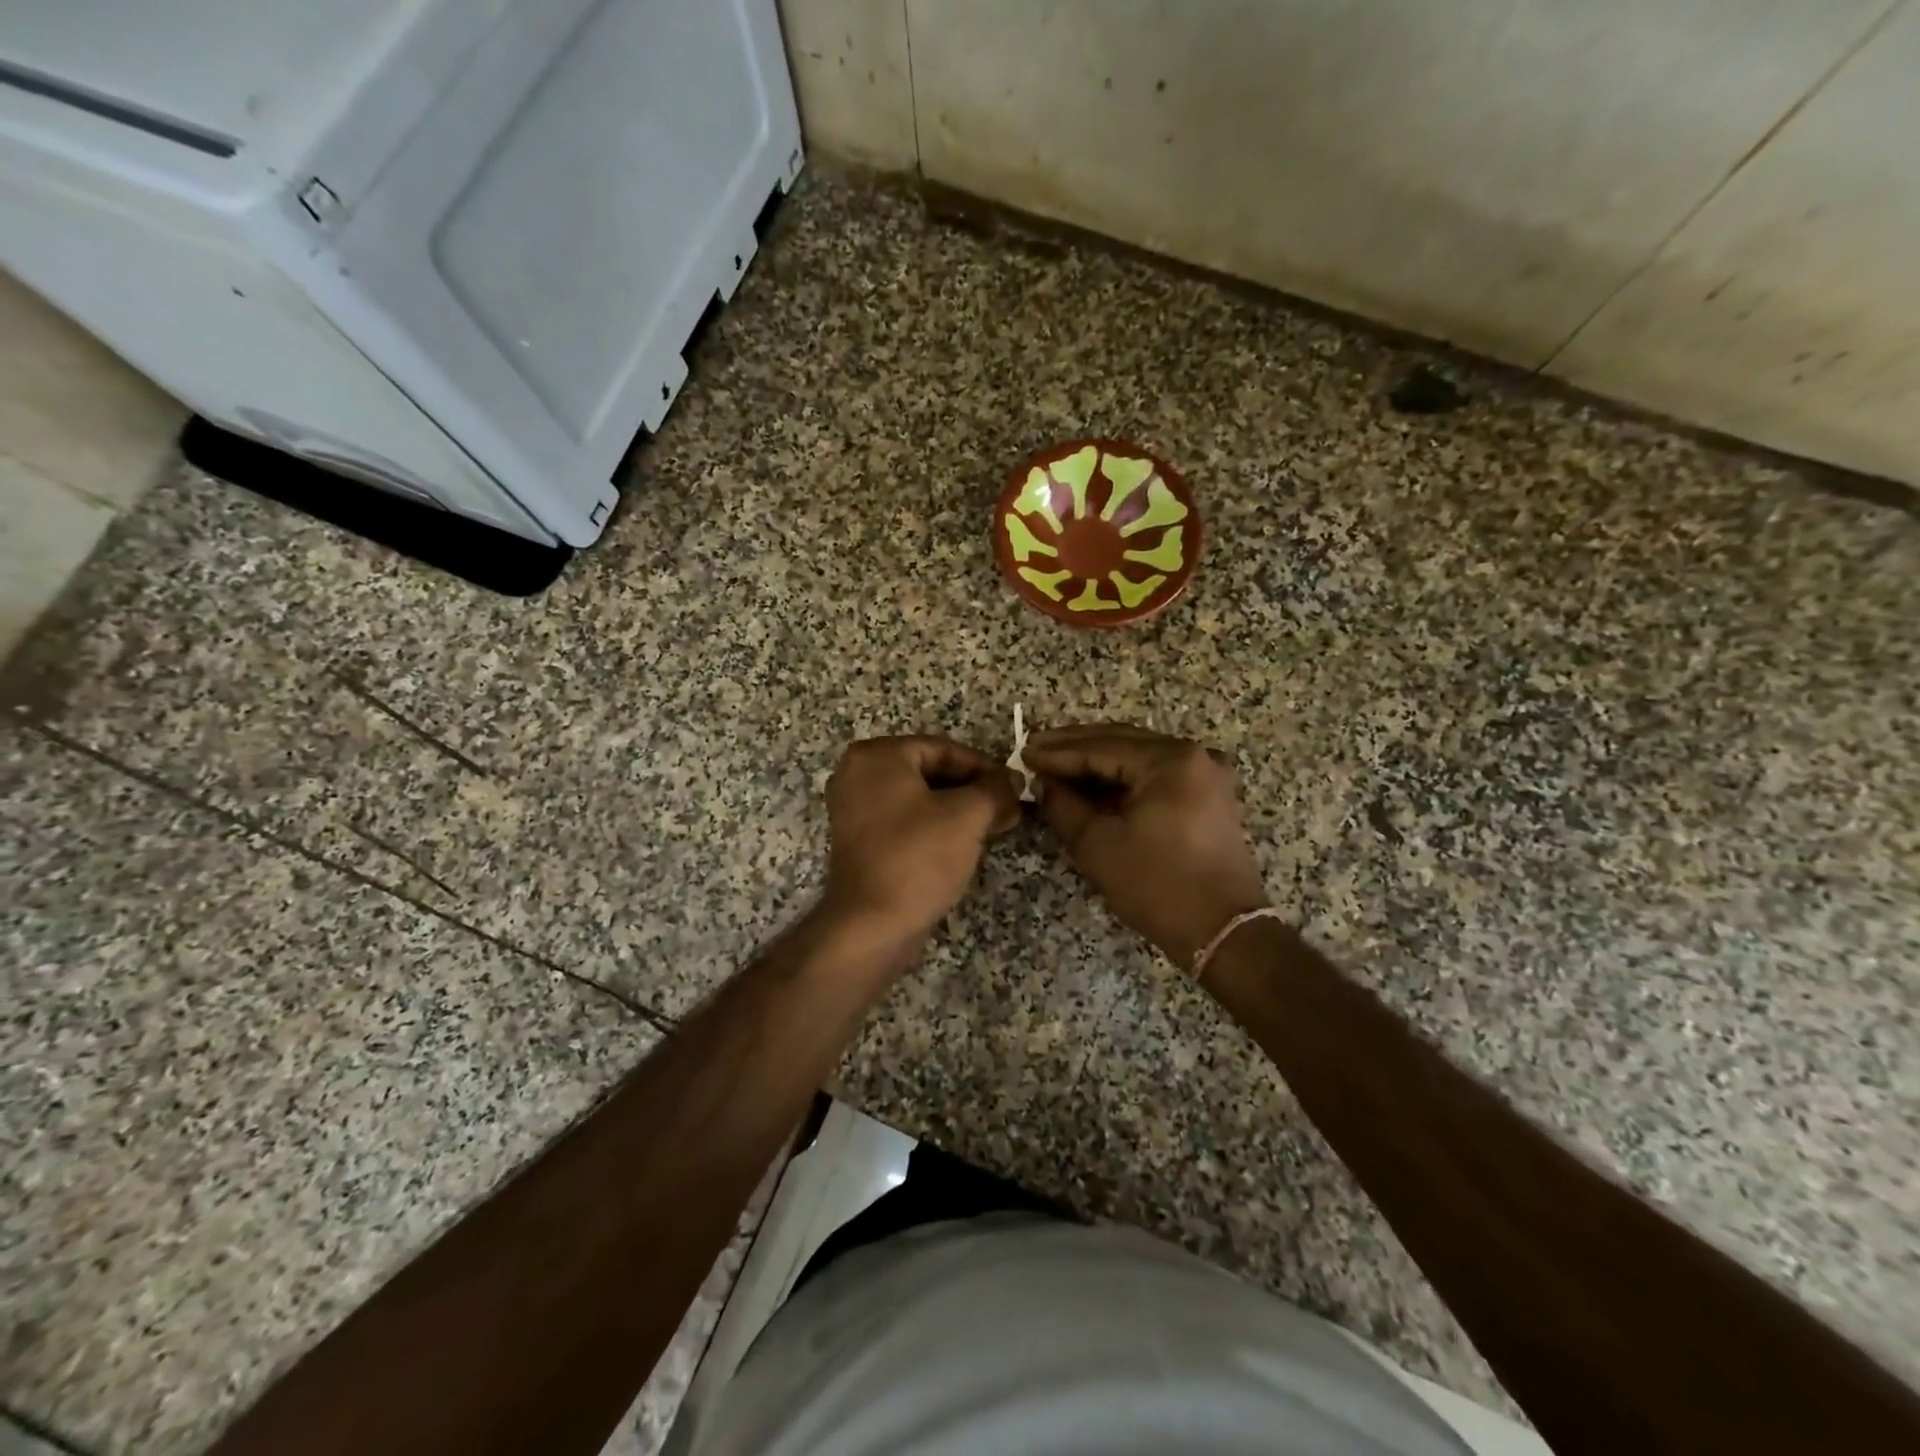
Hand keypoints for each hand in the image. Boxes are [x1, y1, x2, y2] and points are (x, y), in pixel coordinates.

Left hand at [820, 736, 1020, 941]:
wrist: (871, 925)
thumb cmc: (918, 858)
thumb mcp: (968, 816)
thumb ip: (996, 789)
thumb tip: (1014, 779)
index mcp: (877, 756)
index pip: (943, 748)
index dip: (985, 767)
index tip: (1015, 786)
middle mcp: (858, 774)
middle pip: (930, 771)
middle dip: (973, 789)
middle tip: (1010, 807)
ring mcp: (854, 808)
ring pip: (919, 797)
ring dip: (959, 809)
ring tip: (997, 825)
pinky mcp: (859, 840)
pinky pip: (905, 820)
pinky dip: (935, 825)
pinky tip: (967, 842)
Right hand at [1025, 724, 1268, 968]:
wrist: (1223, 933)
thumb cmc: (1158, 886)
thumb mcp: (1098, 845)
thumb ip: (1063, 805)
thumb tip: (1042, 784)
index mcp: (1170, 760)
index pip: (1100, 747)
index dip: (1057, 752)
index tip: (1023, 753)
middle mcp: (1193, 755)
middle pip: (1122, 742)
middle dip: (1075, 747)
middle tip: (1034, 750)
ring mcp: (1205, 774)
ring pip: (1138, 757)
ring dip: (1097, 762)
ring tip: (1055, 765)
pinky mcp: (1207, 796)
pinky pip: (1155, 775)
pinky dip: (1122, 778)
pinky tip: (1091, 784)